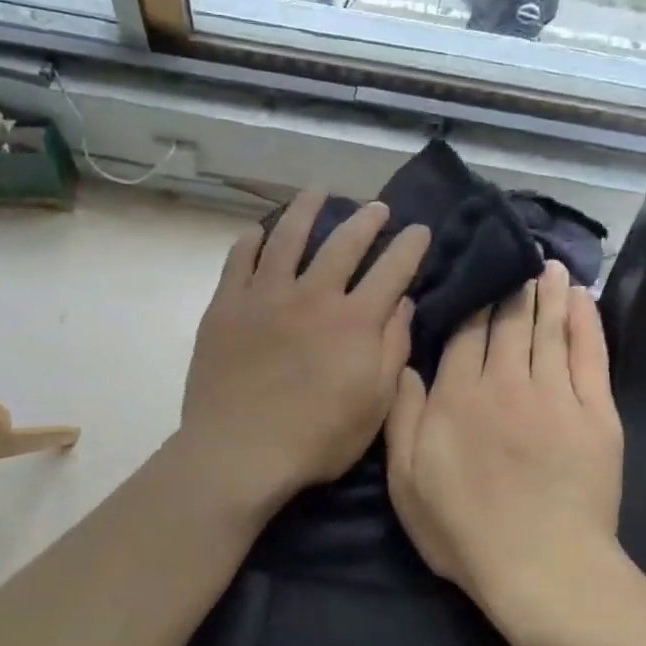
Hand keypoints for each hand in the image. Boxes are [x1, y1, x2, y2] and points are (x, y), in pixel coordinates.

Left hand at [179, 191, 429, 513]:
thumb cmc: (317, 439)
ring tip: (316, 194)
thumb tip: (403, 304)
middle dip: (365, 220)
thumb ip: (392, 349)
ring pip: (288, 237)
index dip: (409, 247)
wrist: (240, 452)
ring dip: (306, 210)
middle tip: (376, 207)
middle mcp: (312, 295)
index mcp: (354, 321)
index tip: (419, 230)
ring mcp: (264, 296)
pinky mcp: (226, 307)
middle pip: (343, 243)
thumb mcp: (375, 404)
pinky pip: (239, 260)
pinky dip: (251, 241)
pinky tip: (258, 232)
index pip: (392, 270)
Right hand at [386, 260, 623, 614]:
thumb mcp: (407, 482)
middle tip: (513, 256)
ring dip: (547, 293)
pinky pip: (589, 354)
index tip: (473, 277)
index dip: (469, 303)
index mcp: (457, 398)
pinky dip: (585, 322)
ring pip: (548, 328)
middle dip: (509, 288)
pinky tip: (581, 298)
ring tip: (547, 264)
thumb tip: (405, 363)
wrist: (542, 567)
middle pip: (507, 322)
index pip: (464, 334)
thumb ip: (402, 417)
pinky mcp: (595, 413)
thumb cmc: (463, 530)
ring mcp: (555, 395)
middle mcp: (505, 383)